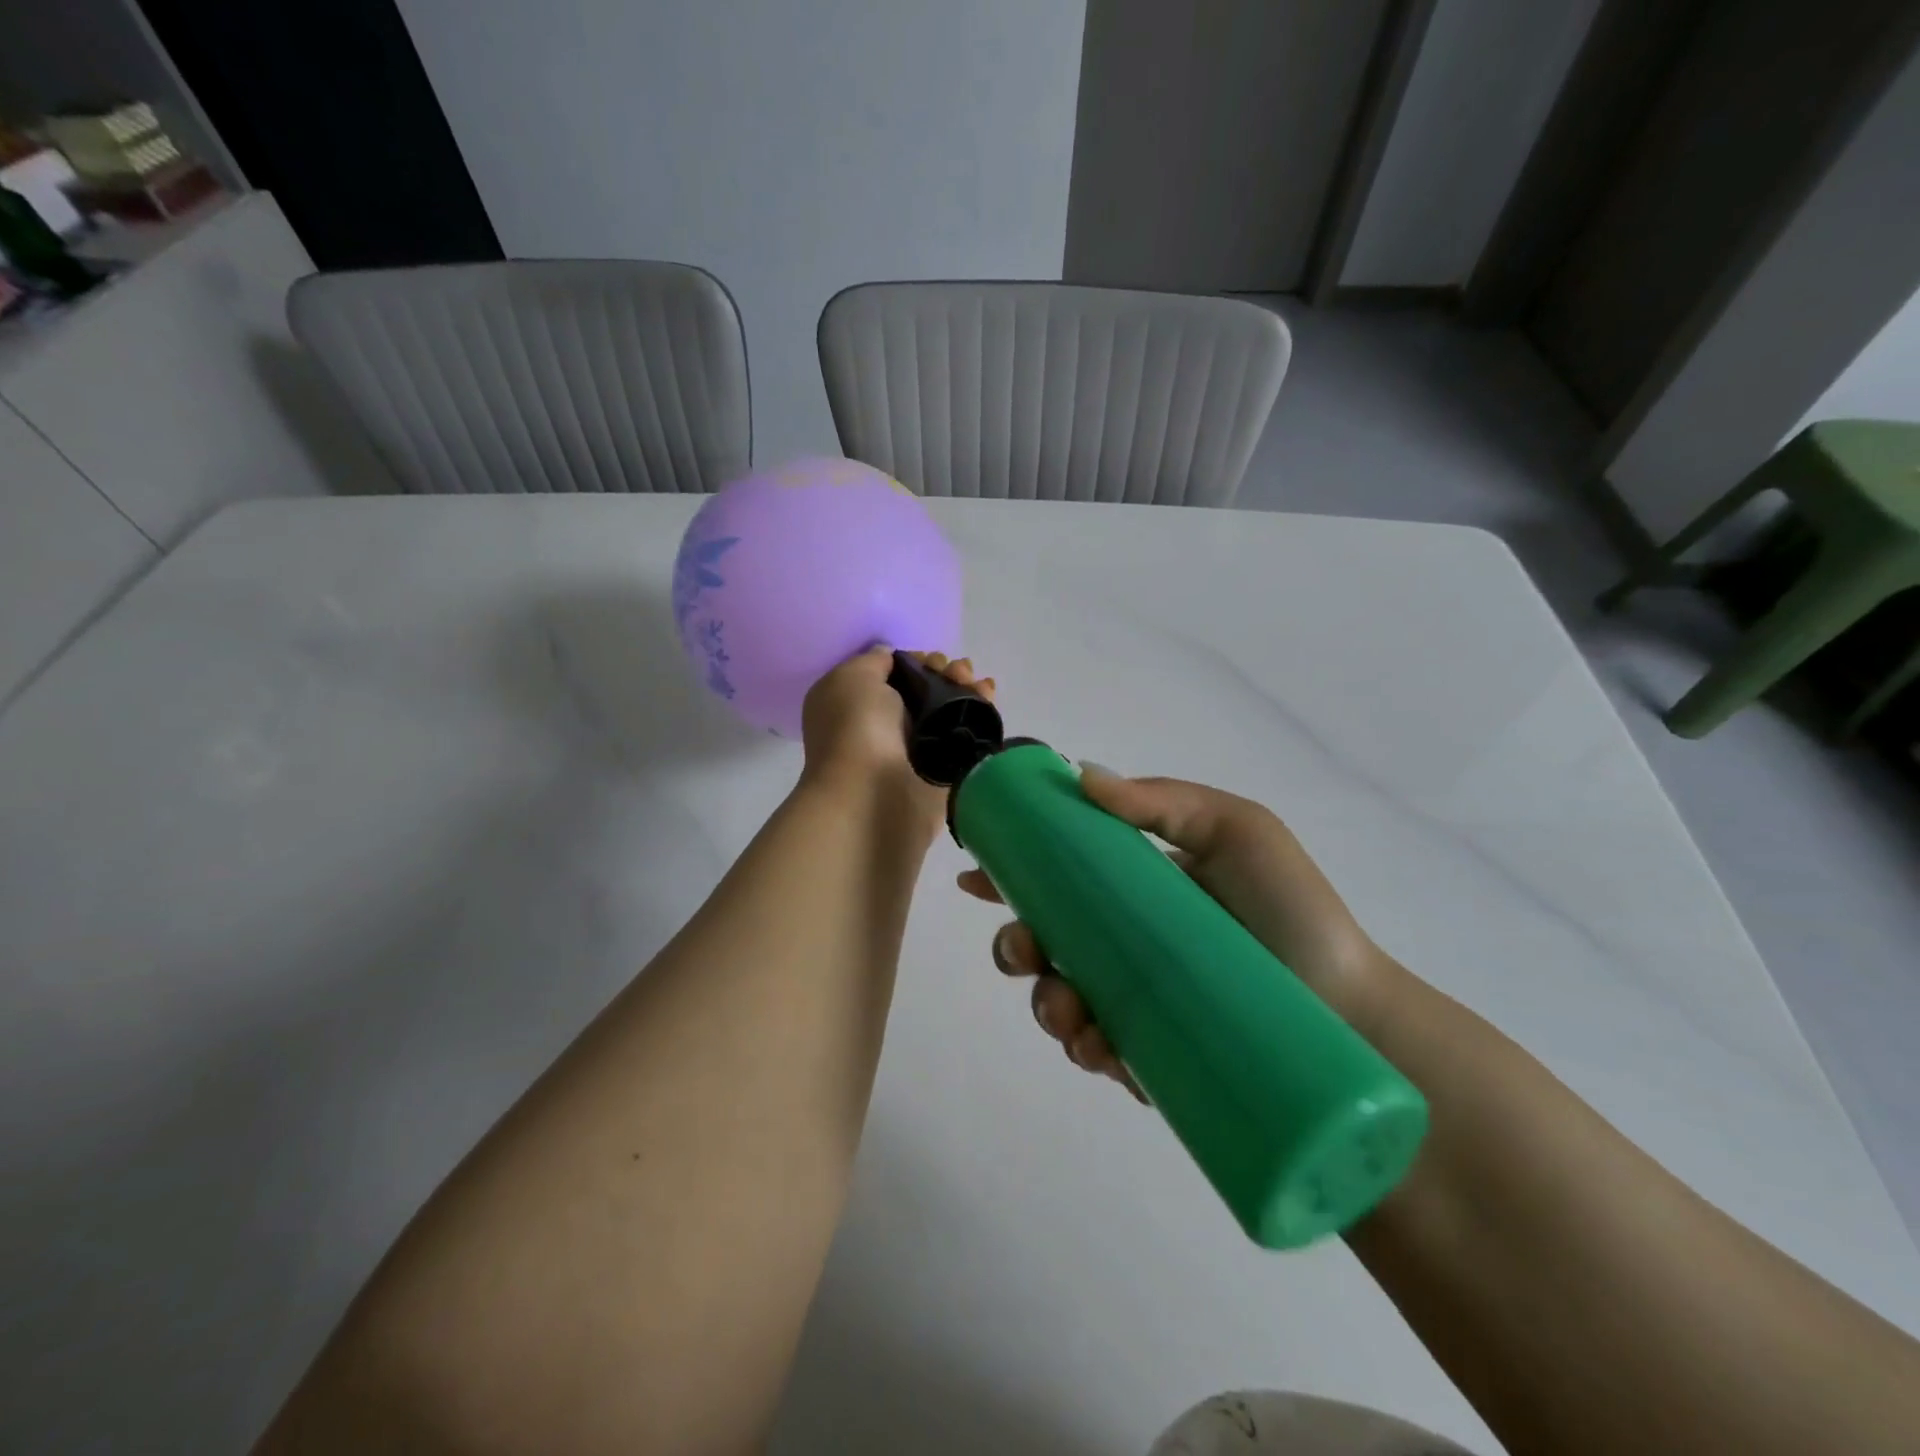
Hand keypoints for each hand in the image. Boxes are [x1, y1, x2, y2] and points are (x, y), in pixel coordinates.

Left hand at [800, 647, 994, 828]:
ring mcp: (915, 750)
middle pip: (924, 690)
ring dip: (965, 689)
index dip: (915, 661)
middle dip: (944, 672)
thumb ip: (874, 662)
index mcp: (854, 705)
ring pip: (947, 711)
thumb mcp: (852, 677)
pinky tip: (989, 694)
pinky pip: (966, 734)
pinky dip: (980, 712)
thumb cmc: (855, 728)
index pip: (892, 676)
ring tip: (977, 682)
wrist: (873, 794)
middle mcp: (883, 726)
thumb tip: (892, 659)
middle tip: (957, 670)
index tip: (929, 658)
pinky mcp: (944, 771)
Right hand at [959, 770, 1394, 1099]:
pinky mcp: (1148, 1054)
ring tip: (1069, 1011)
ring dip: (1043, 1001)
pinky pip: (1096, 1050)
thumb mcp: (1237, 831)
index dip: (1011, 873)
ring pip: (1059, 998)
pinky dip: (1082, 1048)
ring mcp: (1134, 1000)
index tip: (975, 874)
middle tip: (1026, 949)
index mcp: (1137, 889)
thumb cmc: (1291, 913)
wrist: (1350, 1012)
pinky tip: (1096, 1046)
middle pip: (1046, 941)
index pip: (1060, 876)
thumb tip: (1081, 774)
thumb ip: (1164, 800)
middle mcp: (1126, 942)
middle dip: (1016, 945)